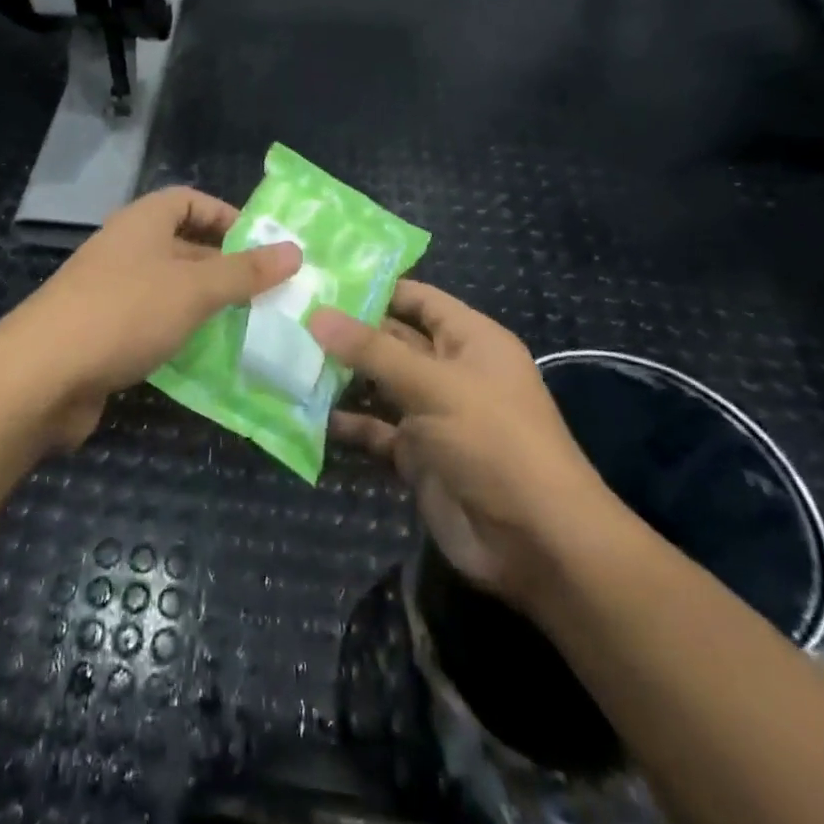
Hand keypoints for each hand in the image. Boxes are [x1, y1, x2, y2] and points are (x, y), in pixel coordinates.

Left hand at [2, 186, 300, 447]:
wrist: (42, 375)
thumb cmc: (125, 312)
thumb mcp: (194, 288)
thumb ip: (244, 272)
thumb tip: (294, 251)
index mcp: (142, 223)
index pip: (188, 201)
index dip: (225, 216)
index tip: (262, 245)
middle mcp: (125, 250)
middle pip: (183, 246)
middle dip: (224, 267)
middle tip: (269, 293)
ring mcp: (111, 294)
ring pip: (170, 291)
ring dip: (206, 306)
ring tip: (251, 327)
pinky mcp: (103, 335)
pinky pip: (152, 326)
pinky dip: (180, 336)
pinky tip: (209, 359)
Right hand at [311, 284, 612, 599]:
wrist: (536, 542)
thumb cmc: (493, 441)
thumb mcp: (433, 385)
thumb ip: (372, 350)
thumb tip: (317, 314)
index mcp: (469, 339)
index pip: (417, 298)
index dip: (374, 288)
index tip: (320, 280)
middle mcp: (450, 371)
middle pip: (392, 340)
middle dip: (347, 332)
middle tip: (289, 317)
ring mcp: (432, 414)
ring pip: (379, 384)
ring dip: (340, 376)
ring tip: (287, 358)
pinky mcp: (417, 456)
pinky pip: (375, 430)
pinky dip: (346, 423)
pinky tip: (305, 412)